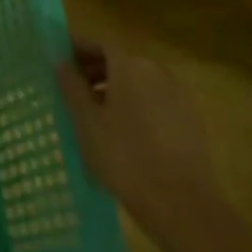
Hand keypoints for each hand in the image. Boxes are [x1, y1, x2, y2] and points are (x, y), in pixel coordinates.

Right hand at [56, 37, 218, 227]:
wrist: (185, 208)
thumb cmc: (126, 157)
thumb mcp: (86, 121)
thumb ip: (71, 86)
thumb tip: (62, 62)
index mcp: (130, 65)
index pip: (99, 43)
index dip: (77, 48)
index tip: (59, 60)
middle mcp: (157, 72)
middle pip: (121, 60)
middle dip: (95, 69)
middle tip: (72, 87)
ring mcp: (179, 98)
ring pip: (139, 82)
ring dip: (115, 89)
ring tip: (95, 113)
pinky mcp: (192, 124)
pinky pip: (155, 102)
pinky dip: (136, 106)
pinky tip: (123, 132)